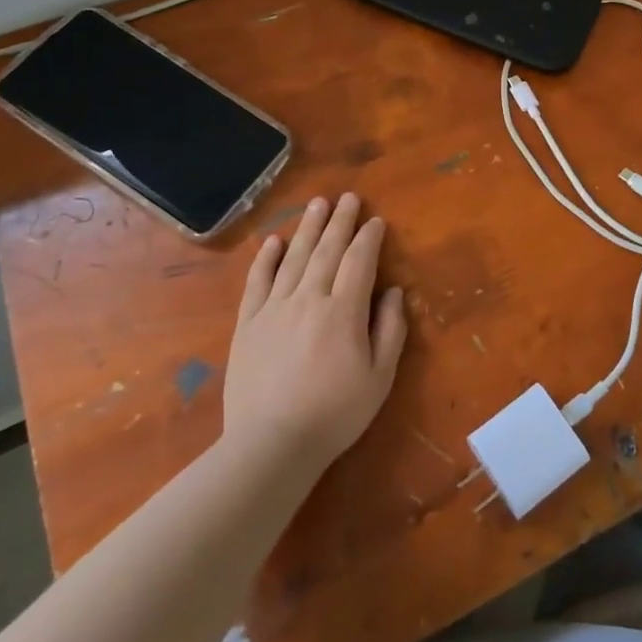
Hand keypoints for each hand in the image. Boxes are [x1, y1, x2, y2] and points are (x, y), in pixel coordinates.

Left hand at [223, 192, 407, 471]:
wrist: (271, 444)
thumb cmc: (335, 414)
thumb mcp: (379, 378)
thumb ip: (390, 330)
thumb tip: (393, 292)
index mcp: (344, 311)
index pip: (359, 261)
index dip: (369, 238)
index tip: (376, 221)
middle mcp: (309, 298)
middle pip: (327, 250)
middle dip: (340, 221)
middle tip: (348, 197)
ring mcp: (274, 308)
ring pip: (294, 257)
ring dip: (308, 228)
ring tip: (318, 204)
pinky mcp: (248, 323)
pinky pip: (257, 282)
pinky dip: (266, 259)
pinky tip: (274, 241)